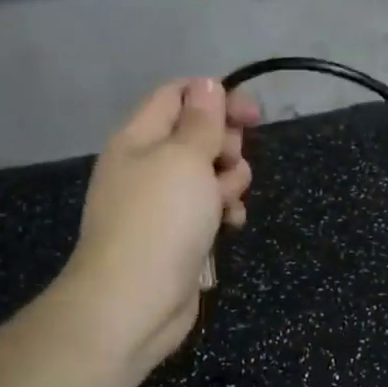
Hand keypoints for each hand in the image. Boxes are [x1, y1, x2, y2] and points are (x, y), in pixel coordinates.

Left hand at [61, 77, 259, 373]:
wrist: (135, 302)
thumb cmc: (160, 220)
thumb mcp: (184, 159)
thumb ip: (200, 121)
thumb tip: (207, 85)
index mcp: (139, 138)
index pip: (178, 96)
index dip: (216, 97)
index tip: (253, 115)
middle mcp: (149, 165)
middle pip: (199, 134)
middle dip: (226, 144)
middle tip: (230, 162)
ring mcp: (163, 202)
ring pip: (211, 173)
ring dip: (230, 181)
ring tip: (227, 204)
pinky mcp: (179, 234)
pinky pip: (210, 208)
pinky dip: (224, 211)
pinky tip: (232, 225)